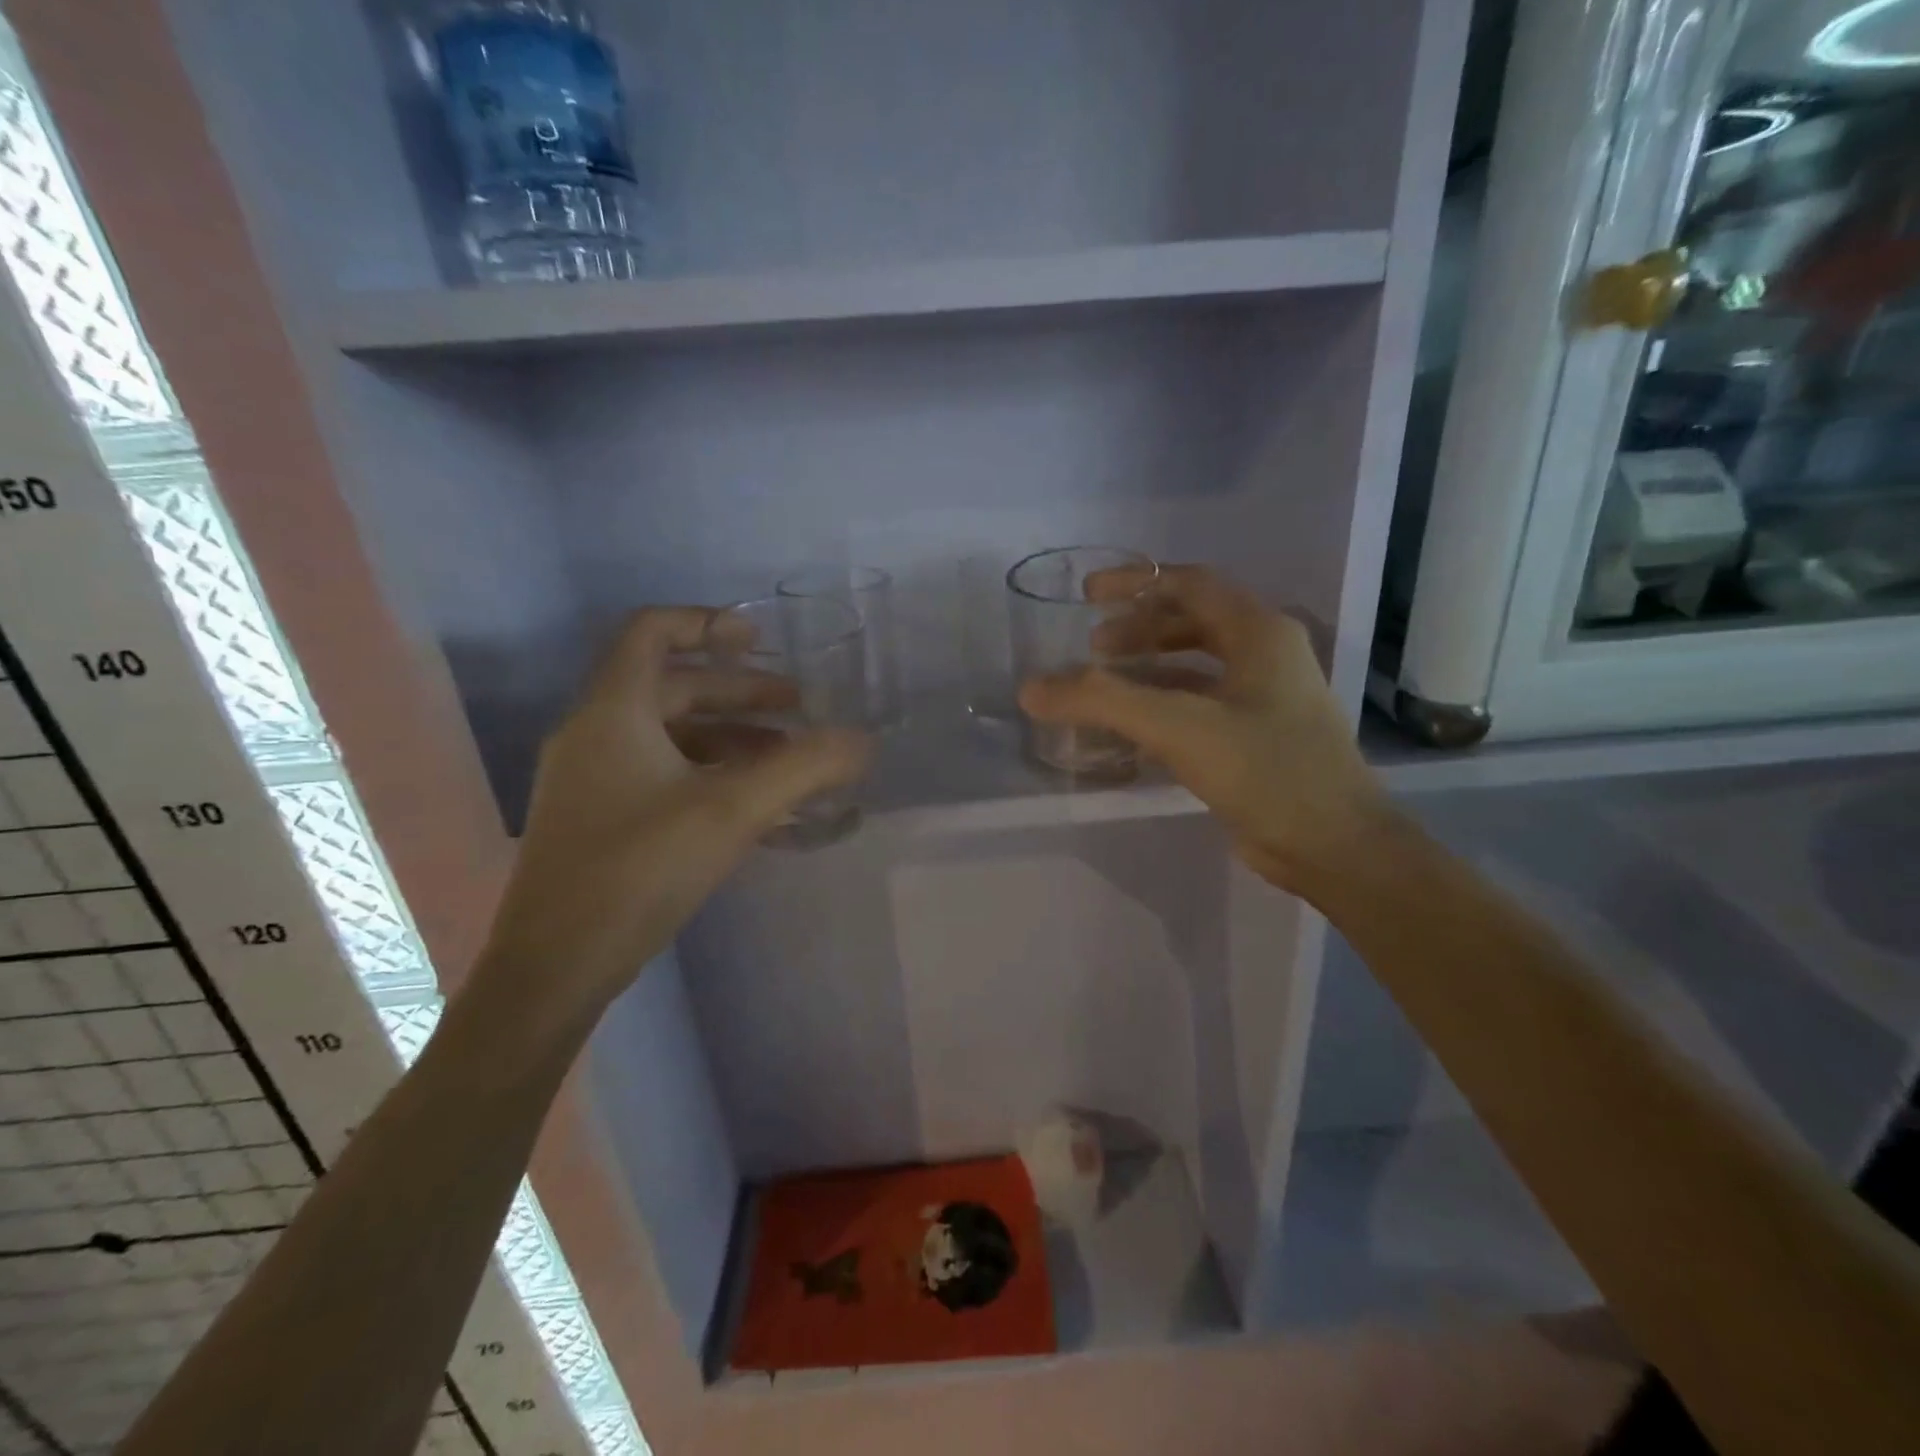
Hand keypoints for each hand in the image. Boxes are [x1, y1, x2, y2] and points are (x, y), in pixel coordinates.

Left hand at [475, 607, 870, 1018]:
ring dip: (734, 739)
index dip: (707, 622)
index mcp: (613, 711)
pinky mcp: (602, 819)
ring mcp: (594, 779)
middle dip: (742, 693)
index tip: (761, 641)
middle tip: (800, 710)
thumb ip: (804, 769)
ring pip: (673, 736)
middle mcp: (596, 733)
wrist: (556, 968)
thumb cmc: (639, 870)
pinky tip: (758, 807)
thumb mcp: (733, 811)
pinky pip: (665, 775)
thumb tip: (862, 742)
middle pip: (674, 687)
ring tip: (790, 762)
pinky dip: (713, 775)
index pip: (652, 631)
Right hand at [1018, 565, 1393, 893]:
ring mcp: (1265, 699)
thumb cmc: (1266, 770)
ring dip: (1149, 667)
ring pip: (1196, 667)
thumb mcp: (1178, 726)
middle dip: (1139, 628)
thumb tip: (1031, 690)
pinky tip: (1131, 730)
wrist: (1334, 846)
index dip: (1137, 582)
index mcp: (1259, 632)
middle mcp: (1266, 656)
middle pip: (1193, 622)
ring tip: (1105, 682)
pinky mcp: (1257, 739)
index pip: (1190, 584)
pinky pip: (1200, 706)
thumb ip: (1102, 702)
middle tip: (1092, 646)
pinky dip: (1163, 706)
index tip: (1089, 595)